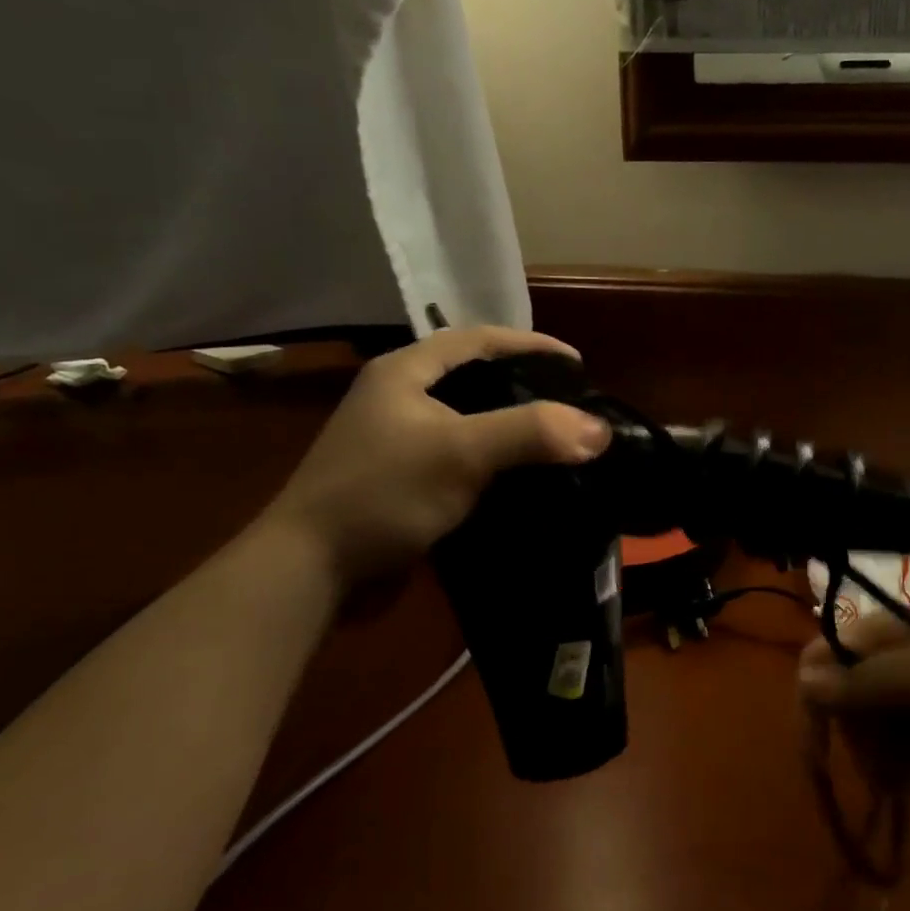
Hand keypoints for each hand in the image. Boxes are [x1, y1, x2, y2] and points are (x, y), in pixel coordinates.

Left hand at [261, 328, 611, 587]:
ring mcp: (400, 442)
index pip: (479, 339)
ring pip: (471, 421)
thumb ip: (531, 432)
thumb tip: (599, 429)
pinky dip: (496, 462)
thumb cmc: (382, 494)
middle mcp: (400, 398)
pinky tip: (525, 478)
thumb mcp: (460, 452)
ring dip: (513, 427)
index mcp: (405, 371)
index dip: (531, 344)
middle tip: (571, 402)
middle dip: (526, 385)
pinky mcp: (405, 481)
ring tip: (558, 438)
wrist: (310, 572)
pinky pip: (463, 459)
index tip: (577, 364)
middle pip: (475, 377)